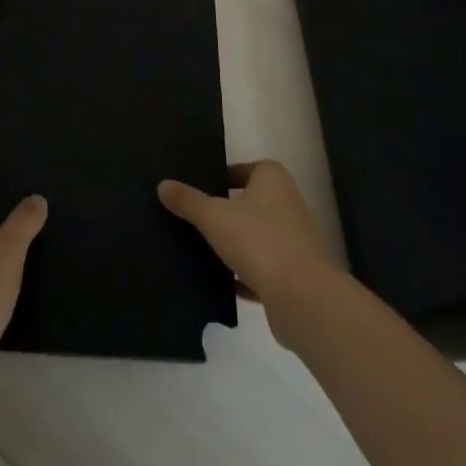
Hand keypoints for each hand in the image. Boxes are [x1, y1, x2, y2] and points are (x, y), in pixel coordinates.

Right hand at [158, 160, 340, 343]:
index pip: (249, 168)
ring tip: (202, 248)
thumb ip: (188, 201)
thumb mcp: (213, 216)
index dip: (226, 175)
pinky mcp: (294, 275)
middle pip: (253, 201)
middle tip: (196, 216)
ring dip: (237, 243)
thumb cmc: (258, 240)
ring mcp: (294, 241)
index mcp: (273, 180)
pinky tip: (221, 282)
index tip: (202, 186)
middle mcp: (288, 204)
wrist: (301, 297)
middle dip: (228, 210)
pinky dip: (245, 274)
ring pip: (258, 236)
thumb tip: (163, 185)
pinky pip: (263, 268)